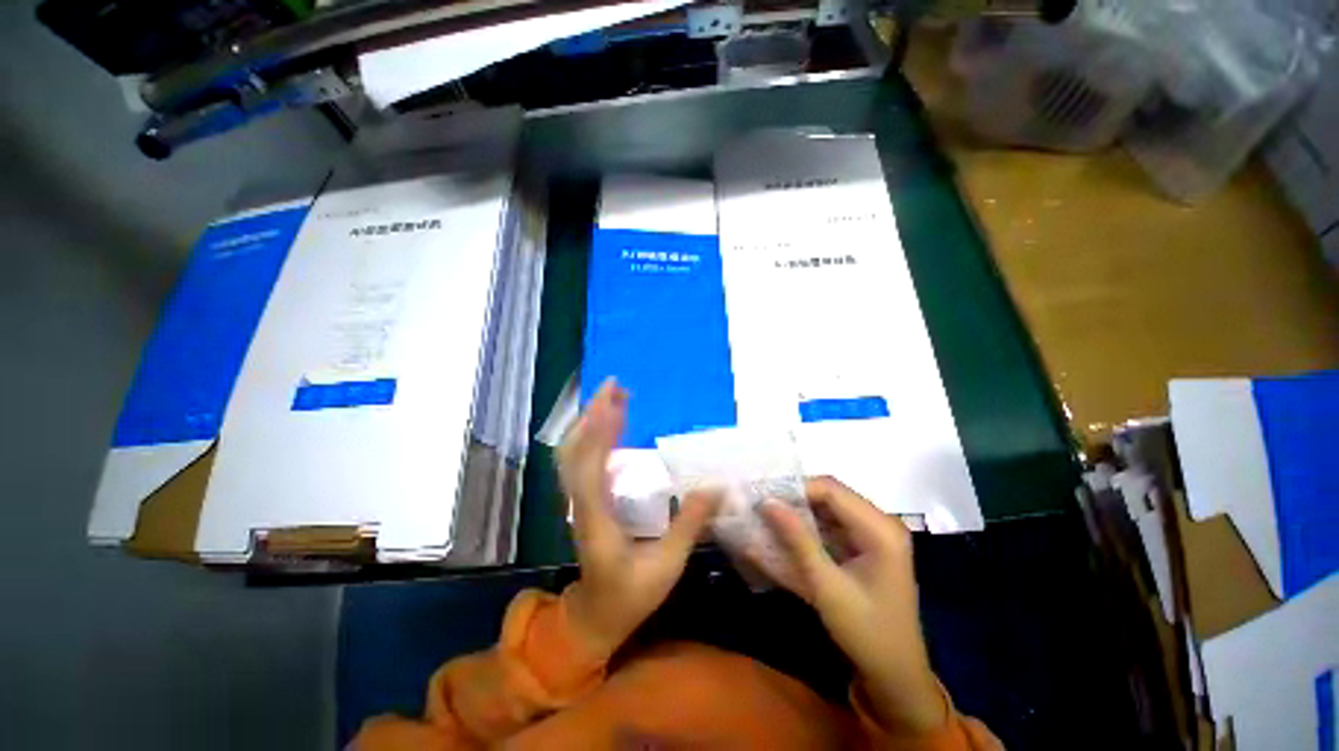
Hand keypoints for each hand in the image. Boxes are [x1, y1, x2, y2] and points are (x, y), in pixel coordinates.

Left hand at [556, 380, 718, 658]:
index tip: (618, 403)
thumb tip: (716, 487)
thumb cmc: (629, 595)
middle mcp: (579, 504)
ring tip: (613, 397)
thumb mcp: (666, 566)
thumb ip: (688, 524)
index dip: (601, 432)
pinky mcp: (583, 499)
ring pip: (571, 453)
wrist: (594, 616)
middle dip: (592, 414)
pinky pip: (579, 460)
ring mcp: (577, 501)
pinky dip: (590, 436)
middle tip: (616, 387)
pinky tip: (608, 425)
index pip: (590, 467)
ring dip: (589, 421)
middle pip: (573, 451)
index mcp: (595, 520)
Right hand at [757, 477, 945, 732]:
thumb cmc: (866, 632)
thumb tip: (766, 502)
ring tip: (766, 520)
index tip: (763, 500)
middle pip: (829, 496)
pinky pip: (831, 527)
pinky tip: (784, 537)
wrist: (896, 676)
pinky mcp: (866, 547)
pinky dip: (808, 530)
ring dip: (798, 514)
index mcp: (880, 528)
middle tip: (761, 509)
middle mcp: (880, 523)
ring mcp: (874, 534)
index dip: (794, 489)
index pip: (830, 489)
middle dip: (794, 501)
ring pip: (827, 510)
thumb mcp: (826, 586)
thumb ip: (797, 539)